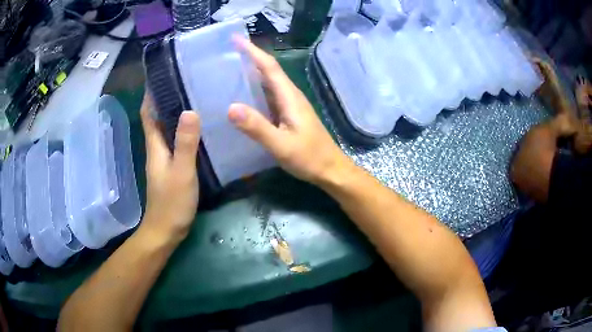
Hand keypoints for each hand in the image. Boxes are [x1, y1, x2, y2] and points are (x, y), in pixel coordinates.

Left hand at [140, 93, 200, 242]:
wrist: (166, 230)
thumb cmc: (172, 202)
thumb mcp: (182, 172)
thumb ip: (186, 144)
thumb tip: (190, 111)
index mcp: (155, 145)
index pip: (148, 113)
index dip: (151, 94)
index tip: (162, 75)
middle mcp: (157, 148)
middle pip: (157, 117)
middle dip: (167, 98)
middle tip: (187, 81)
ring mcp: (164, 158)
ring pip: (167, 129)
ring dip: (176, 113)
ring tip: (196, 97)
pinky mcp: (172, 167)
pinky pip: (176, 141)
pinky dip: (183, 131)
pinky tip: (199, 128)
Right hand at [228, 37, 349, 184]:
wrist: (331, 170)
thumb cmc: (309, 158)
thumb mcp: (281, 145)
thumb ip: (257, 127)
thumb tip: (231, 107)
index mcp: (289, 97)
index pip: (269, 67)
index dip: (252, 51)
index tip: (235, 39)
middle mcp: (291, 96)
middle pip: (269, 70)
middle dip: (250, 57)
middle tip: (228, 51)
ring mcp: (291, 105)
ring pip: (270, 82)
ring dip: (253, 72)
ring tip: (231, 68)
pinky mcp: (289, 115)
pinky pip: (270, 95)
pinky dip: (256, 89)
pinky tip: (244, 95)